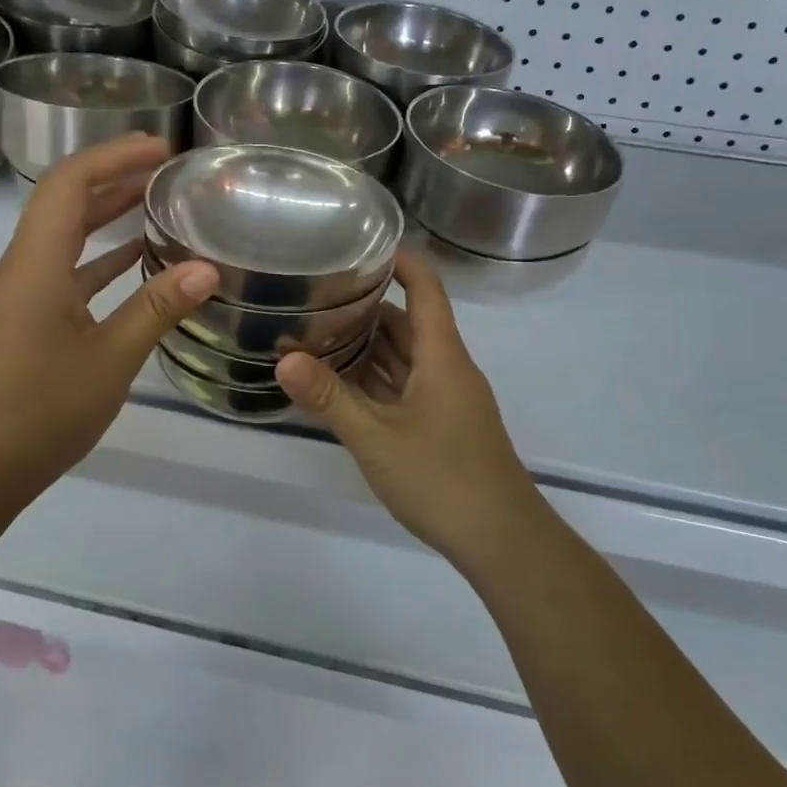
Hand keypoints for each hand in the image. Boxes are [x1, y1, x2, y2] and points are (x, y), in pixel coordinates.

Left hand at [0, 134, 217, 510]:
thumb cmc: (41, 410)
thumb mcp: (111, 359)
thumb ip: (157, 309)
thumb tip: (206, 269)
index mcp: (36, 264)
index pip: (68, 184)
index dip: (112, 157)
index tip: (159, 148)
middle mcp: (24, 267)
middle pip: (64, 200)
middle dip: (112, 175)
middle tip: (164, 165)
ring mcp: (23, 294)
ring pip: (65, 235)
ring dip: (106, 212)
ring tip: (156, 200)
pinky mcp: (28, 318)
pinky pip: (67, 269)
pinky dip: (101, 256)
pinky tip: (136, 259)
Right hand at [275, 250, 543, 564]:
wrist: (503, 541)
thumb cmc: (443, 478)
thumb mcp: (377, 438)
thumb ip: (330, 398)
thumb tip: (283, 358)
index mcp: (442, 356)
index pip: (426, 290)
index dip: (401, 262)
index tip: (362, 245)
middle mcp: (447, 369)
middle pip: (408, 323)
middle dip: (367, 307)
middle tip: (316, 295)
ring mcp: (446, 400)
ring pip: (405, 358)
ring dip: (368, 346)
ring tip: (317, 333)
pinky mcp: (442, 426)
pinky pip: (404, 388)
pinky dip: (375, 380)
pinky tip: (340, 386)